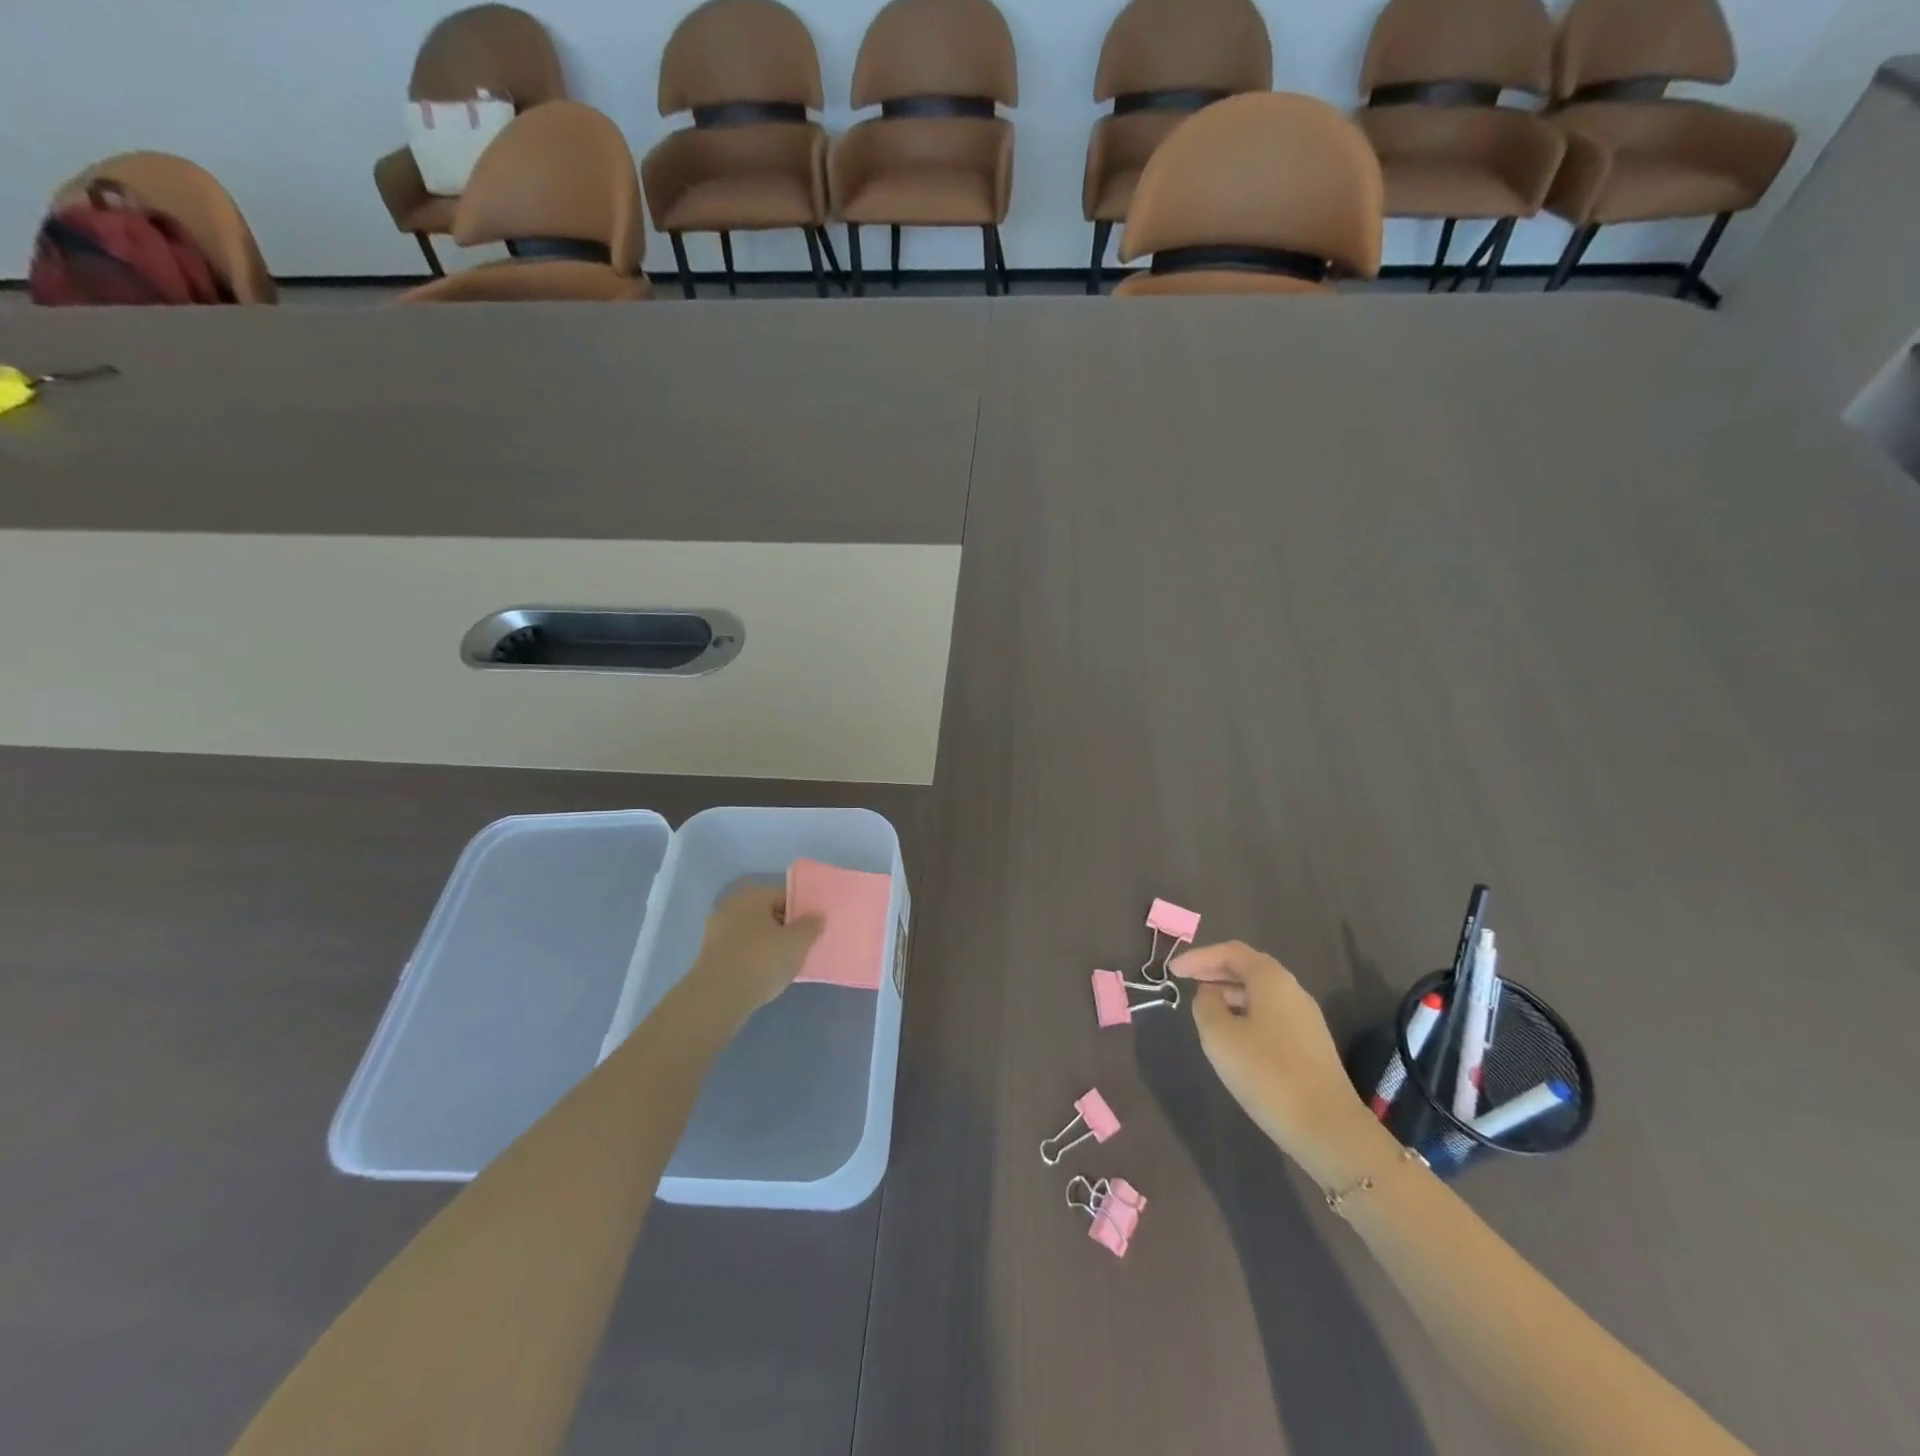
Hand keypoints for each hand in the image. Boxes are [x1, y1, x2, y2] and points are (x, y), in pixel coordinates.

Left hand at [688, 884, 822, 1017]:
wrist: (716, 998)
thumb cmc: (761, 961)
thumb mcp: (797, 944)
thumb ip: (811, 926)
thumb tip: (816, 916)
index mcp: (753, 896)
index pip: (785, 896)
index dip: (802, 912)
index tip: (812, 931)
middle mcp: (732, 906)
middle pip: (767, 913)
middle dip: (784, 928)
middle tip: (801, 947)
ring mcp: (717, 930)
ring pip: (753, 933)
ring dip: (768, 944)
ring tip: (784, 964)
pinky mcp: (709, 954)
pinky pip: (740, 950)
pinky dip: (752, 958)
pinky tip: (763, 974)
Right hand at [1176, 941, 1379, 1185]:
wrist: (1328, 1128)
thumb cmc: (1267, 1074)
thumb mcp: (1220, 1036)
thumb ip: (1206, 1005)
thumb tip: (1209, 995)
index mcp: (1271, 979)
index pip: (1231, 952)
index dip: (1199, 957)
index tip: (1173, 970)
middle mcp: (1292, 990)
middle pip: (1249, 967)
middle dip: (1215, 970)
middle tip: (1186, 980)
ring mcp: (1305, 1018)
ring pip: (1260, 992)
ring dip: (1230, 992)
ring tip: (1204, 1008)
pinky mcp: (1309, 1045)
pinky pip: (1270, 1013)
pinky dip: (1245, 1012)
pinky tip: (1232, 1035)